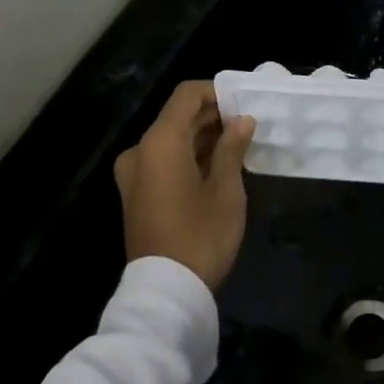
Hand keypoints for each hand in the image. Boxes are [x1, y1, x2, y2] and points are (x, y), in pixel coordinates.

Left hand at [114, 81, 256, 290]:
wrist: (166, 292)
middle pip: (177, 116)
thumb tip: (242, 120)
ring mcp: (134, 174)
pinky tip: (219, 165)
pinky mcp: (137, 193)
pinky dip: (189, 156)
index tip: (244, 102)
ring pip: (171, 139)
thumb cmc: (200, 235)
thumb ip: (232, 148)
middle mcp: (140, 151)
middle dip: (213, 116)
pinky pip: (164, 160)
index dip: (216, 91)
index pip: (186, 95)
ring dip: (202, 137)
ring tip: (239, 144)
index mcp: (160, 142)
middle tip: (248, 124)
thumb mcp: (226, 190)